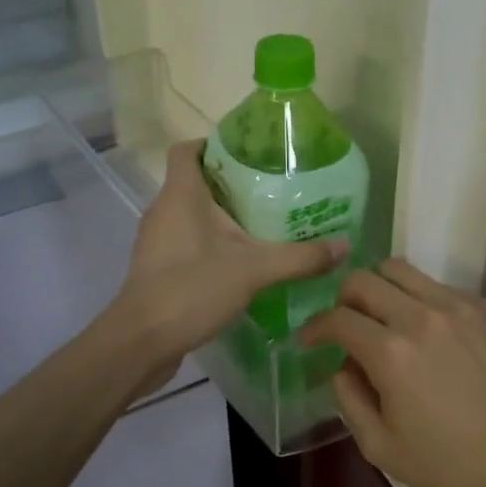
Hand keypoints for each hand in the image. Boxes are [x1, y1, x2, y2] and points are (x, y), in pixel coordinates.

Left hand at [109, 140, 348, 389]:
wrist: (140, 342)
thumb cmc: (191, 288)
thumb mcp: (254, 270)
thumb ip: (300, 257)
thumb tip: (345, 246)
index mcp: (180, 194)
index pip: (186, 149)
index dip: (212, 144)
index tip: (248, 154)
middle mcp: (162, 210)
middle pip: (193, 181)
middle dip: (229, 184)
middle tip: (270, 191)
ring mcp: (155, 240)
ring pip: (188, 214)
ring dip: (219, 216)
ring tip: (260, 225)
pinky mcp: (155, 268)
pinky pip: (184, 242)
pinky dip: (208, 243)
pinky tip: (237, 262)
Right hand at [299, 259, 485, 486]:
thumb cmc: (450, 464)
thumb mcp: (381, 447)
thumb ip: (349, 399)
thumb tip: (342, 365)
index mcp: (391, 352)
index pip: (337, 318)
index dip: (314, 326)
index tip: (309, 339)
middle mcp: (420, 315)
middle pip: (363, 279)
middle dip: (343, 299)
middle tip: (345, 324)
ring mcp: (457, 305)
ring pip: (400, 270)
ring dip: (380, 288)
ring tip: (384, 317)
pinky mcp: (485, 307)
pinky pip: (438, 286)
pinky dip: (420, 300)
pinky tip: (430, 333)